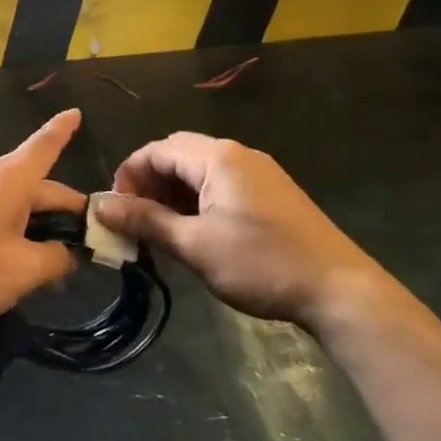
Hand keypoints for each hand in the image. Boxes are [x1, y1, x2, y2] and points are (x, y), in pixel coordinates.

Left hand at [0, 109, 85, 330]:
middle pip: (38, 186)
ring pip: (18, 204)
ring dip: (41, 229)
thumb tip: (70, 253)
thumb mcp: (23, 270)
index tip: (76, 112)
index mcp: (9, 180)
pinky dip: (17, 233)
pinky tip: (22, 263)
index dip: (63, 131)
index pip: (44, 146)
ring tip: (58, 265)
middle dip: (66, 214)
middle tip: (90, 249)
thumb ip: (57, 258)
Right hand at [95, 132, 400, 331]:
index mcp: (218, 158)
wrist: (340, 291)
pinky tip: (193, 231)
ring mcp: (258, 173)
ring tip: (159, 230)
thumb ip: (145, 221)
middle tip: (134, 219)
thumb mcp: (194, 245)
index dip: (129, 175)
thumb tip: (100, 206)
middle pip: (178, 155)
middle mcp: (238, 155)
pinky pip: (221, 184)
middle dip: (149, 182)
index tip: (115, 209)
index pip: (157, 150)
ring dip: (172, 193)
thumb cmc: (261, 264)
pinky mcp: (270, 194)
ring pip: (199, 171)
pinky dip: (197, 201)